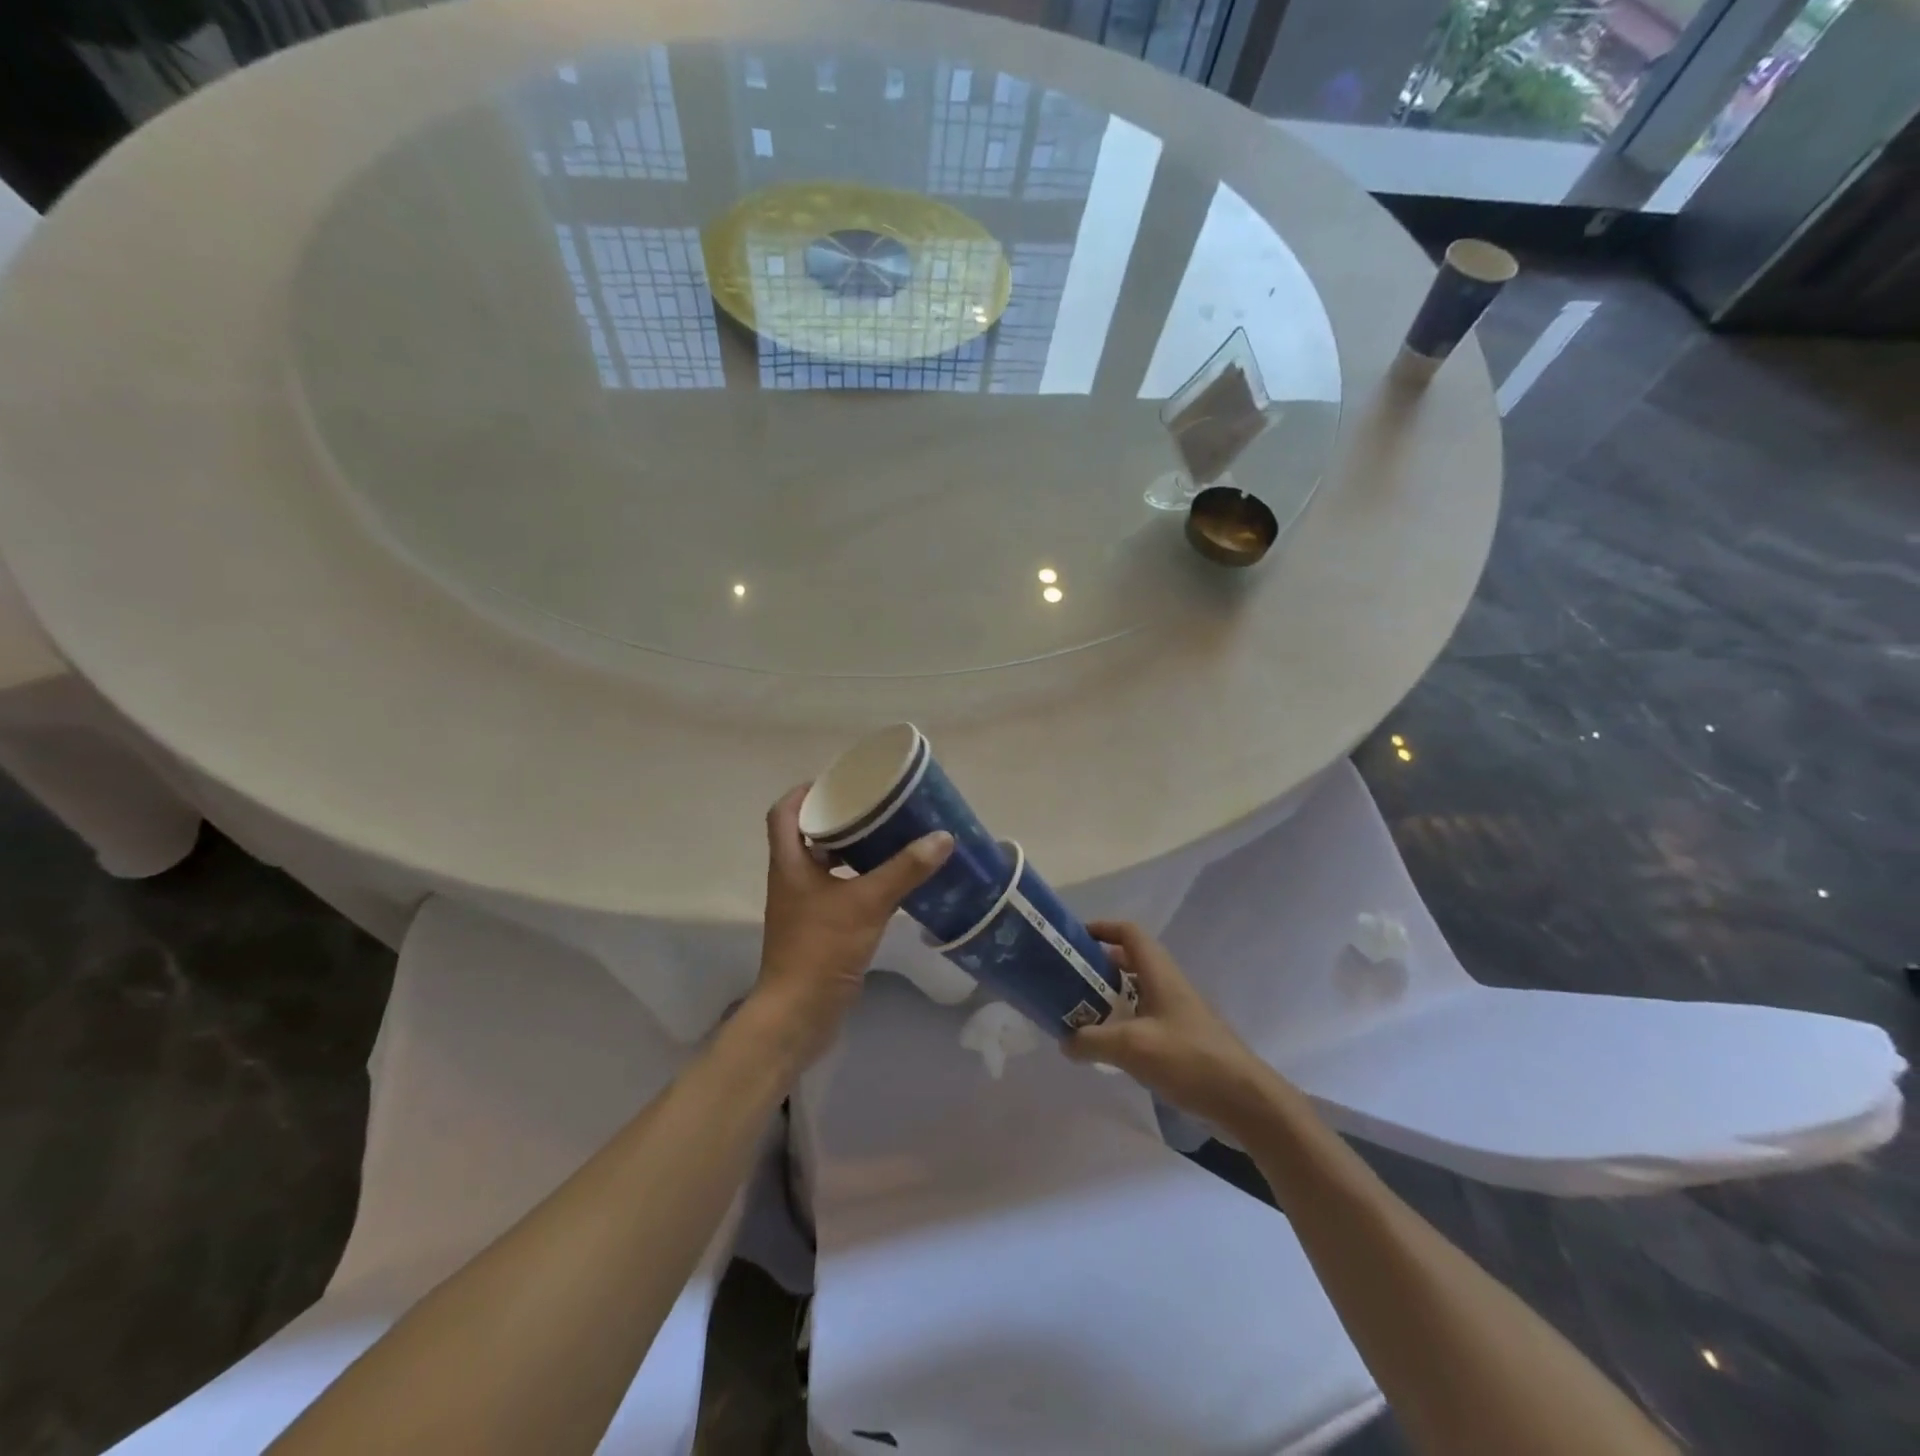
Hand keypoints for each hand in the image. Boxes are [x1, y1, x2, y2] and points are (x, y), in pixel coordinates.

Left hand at [749, 785, 953, 1066]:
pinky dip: (857, 879)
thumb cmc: (822, 948)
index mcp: (789, 863)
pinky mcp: (816, 928)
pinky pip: (836, 890)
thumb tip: (942, 837)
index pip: (783, 813)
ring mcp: (802, 906)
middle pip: (805, 835)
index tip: (837, 782)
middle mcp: (790, 879)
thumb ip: (904, 870)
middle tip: (873, 806)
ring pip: (822, 864)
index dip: (804, 792)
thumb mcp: (867, 902)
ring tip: (886, 836)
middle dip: (836, 817)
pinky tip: (887, 880)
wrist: (799, 1014)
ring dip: (848, 849)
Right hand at [1064, 922, 1274, 1134]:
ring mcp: (1179, 1012)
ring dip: (1110, 997)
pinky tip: (1111, 1047)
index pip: (1129, 933)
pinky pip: (1146, 1018)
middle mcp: (1169, 985)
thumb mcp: (1131, 1047)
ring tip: (1082, 1015)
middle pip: (1130, 961)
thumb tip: (1065, 1040)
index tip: (1073, 941)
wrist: (1245, 1100)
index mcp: (1159, 973)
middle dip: (1098, 967)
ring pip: (1137, 992)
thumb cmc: (1188, 1059)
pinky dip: (1124, 1023)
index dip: (1101, 928)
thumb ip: (1092, 1040)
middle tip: (1069, 983)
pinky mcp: (1184, 1038)